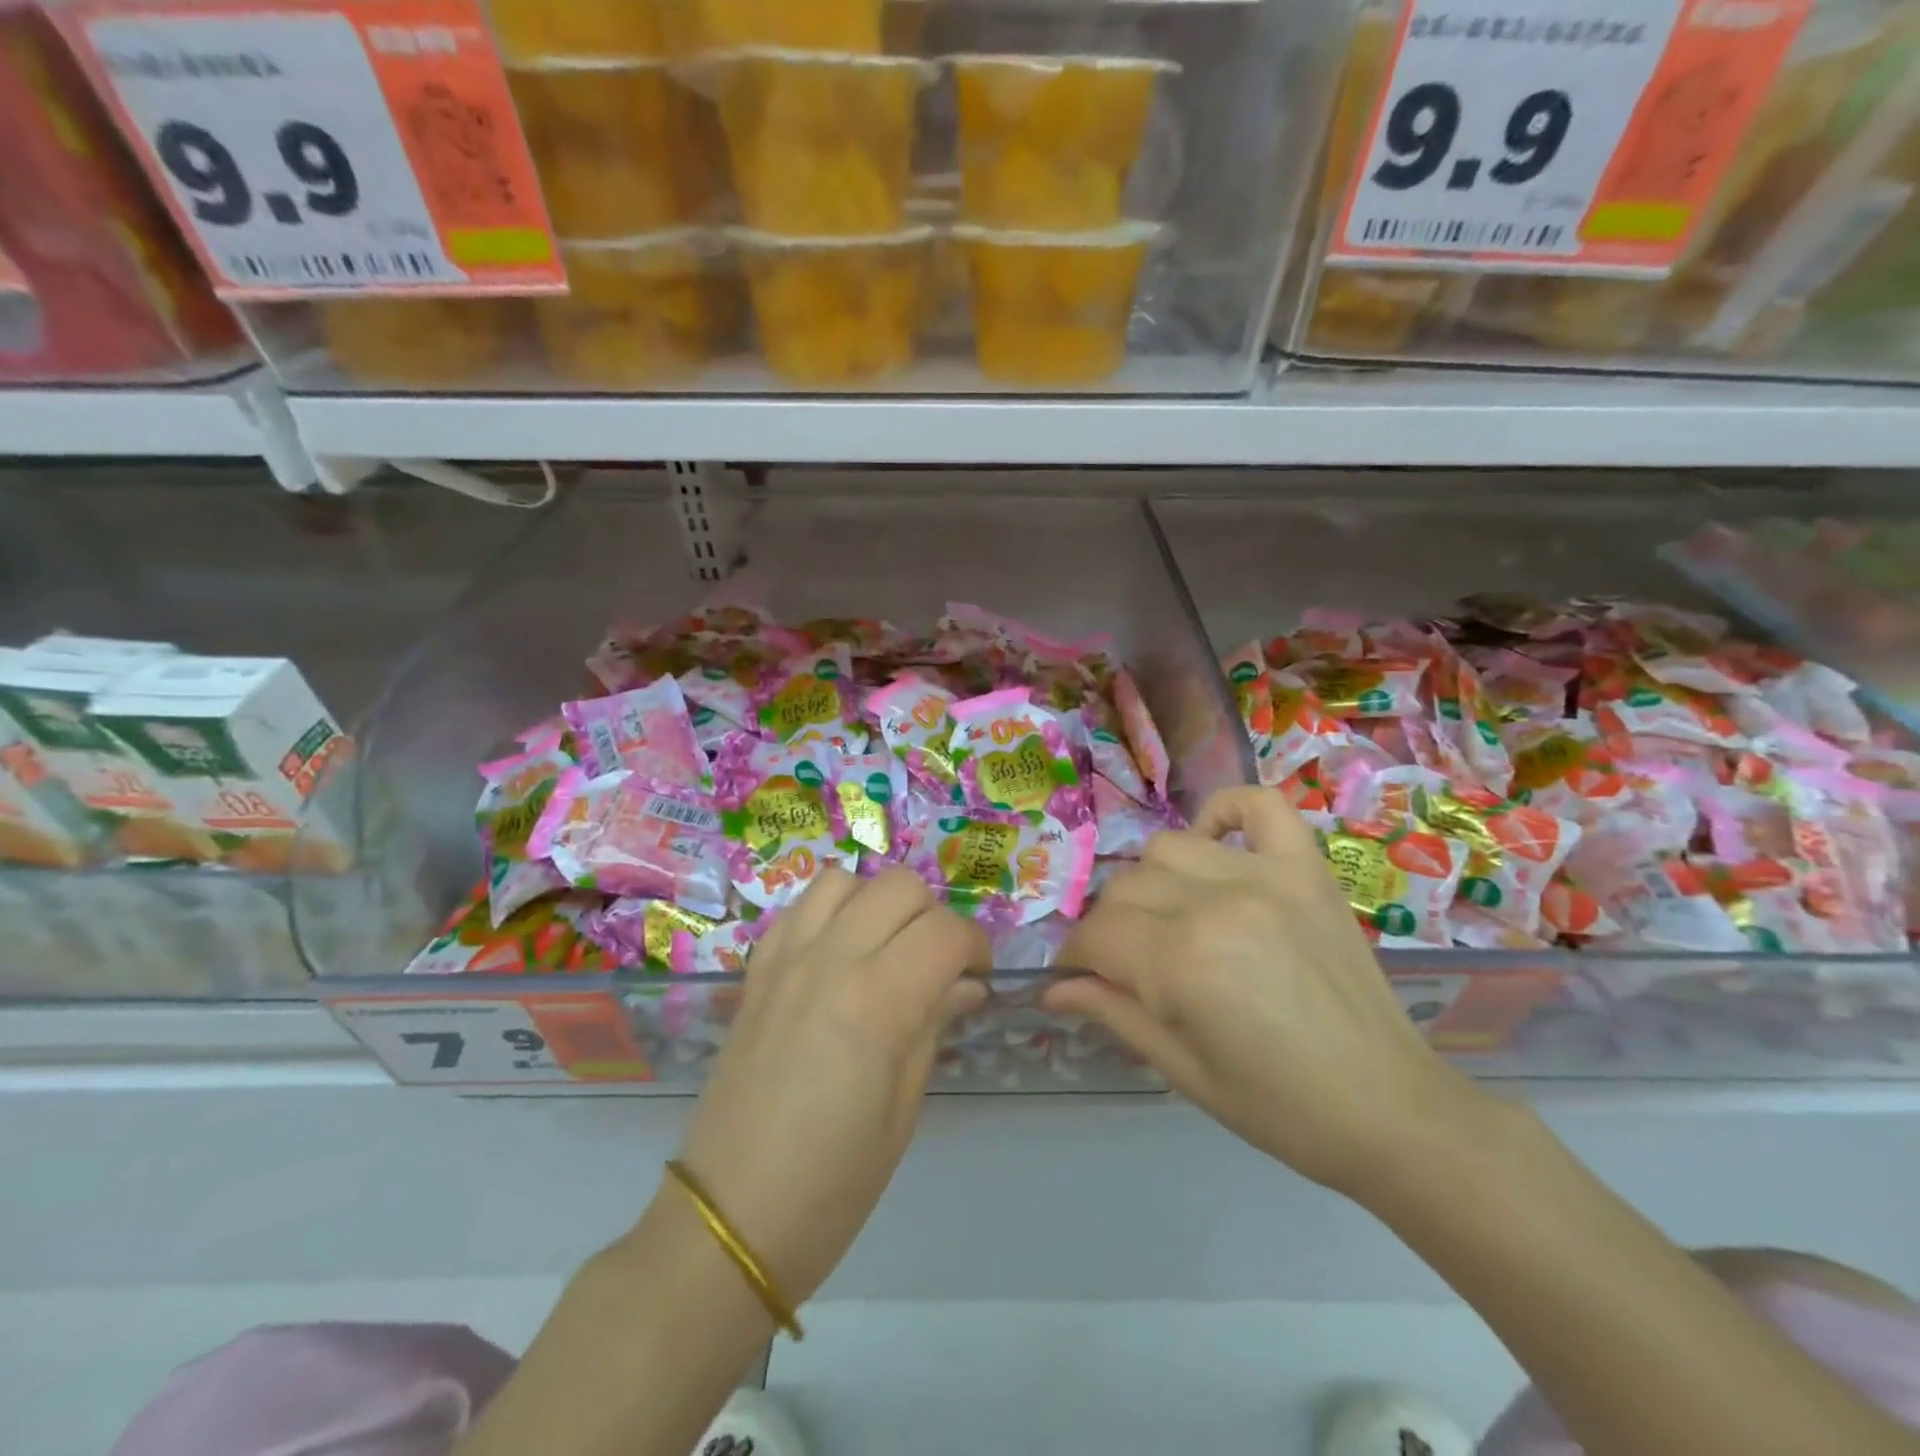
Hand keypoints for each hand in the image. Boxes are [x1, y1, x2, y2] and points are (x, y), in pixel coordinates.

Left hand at [674, 866, 988, 1305]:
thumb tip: (965, 983)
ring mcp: (786, 960)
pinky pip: (798, 908)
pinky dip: (829, 912)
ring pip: (845, 880)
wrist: (731, 1217)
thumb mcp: (904, 1108)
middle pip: (899, 886)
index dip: (974, 946)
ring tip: (885, 949)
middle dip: (933, 916)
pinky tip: (837, 954)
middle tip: (937, 963)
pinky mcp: (756, 971)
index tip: (978, 975)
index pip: (945, 931)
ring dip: (877, 903)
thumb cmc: (834, 1182)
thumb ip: (934, 1024)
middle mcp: (829, 960)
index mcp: (877, 1001)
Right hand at [1045, 786, 1493, 1198]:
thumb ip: (1112, 1013)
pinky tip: (1215, 844)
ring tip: (1171, 919)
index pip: (1098, 934)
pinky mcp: (1307, 869)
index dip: (1077, 956)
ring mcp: (1266, 876)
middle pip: (1126, 888)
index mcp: (1182, 962)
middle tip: (1128, 964)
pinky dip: (1226, 811)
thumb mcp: (1182, 1070)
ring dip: (1154, 883)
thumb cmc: (1279, 1107)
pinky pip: (1258, 805)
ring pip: (1169, 848)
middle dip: (1111, 928)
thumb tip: (1051, 989)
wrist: (1391, 1110)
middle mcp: (1217, 903)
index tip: (1077, 976)